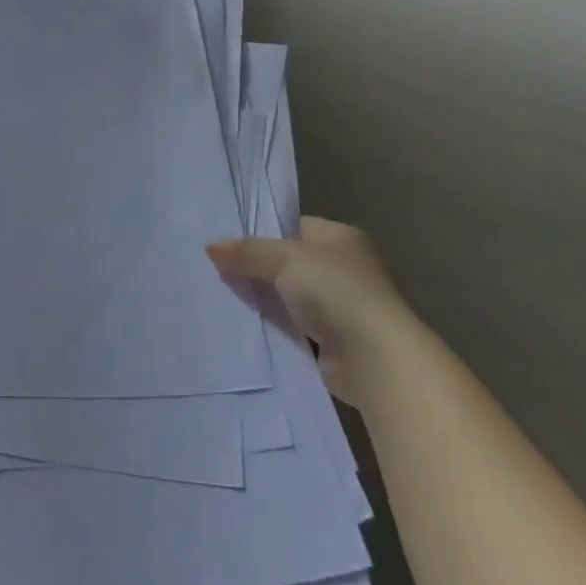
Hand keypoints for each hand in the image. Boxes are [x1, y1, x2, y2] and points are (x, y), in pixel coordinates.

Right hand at [206, 219, 418, 408]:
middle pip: (290, 262)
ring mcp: (342, 305)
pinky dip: (275, 325)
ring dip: (265, 299)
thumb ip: (248, 252)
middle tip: (216, 268)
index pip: (295, 226)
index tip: (228, 242)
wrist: (375, 358)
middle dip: (258, 267)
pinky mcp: (334, 340)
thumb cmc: (336, 292)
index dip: (263, 232)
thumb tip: (211, 246)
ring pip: (290, 295)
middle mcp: (346, 267)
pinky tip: (245, 324)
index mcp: (341, 238)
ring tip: (221, 294)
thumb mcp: (285, 260)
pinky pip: (294, 326)